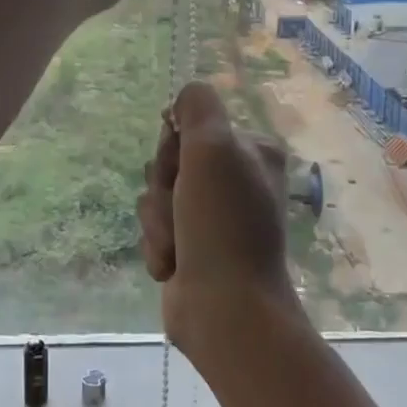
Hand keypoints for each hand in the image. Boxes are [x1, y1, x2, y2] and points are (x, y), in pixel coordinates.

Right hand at [137, 82, 309, 367]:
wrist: (225, 309)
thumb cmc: (223, 223)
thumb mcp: (214, 148)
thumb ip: (197, 107)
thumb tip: (183, 98)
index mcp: (251, 151)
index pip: (191, 125)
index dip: (174, 146)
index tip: (181, 165)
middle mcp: (234, 179)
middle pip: (169, 160)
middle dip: (164, 187)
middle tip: (181, 209)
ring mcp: (212, 216)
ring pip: (156, 196)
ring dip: (158, 221)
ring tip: (178, 245)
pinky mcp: (191, 247)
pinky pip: (155, 229)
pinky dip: (158, 246)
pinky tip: (173, 265)